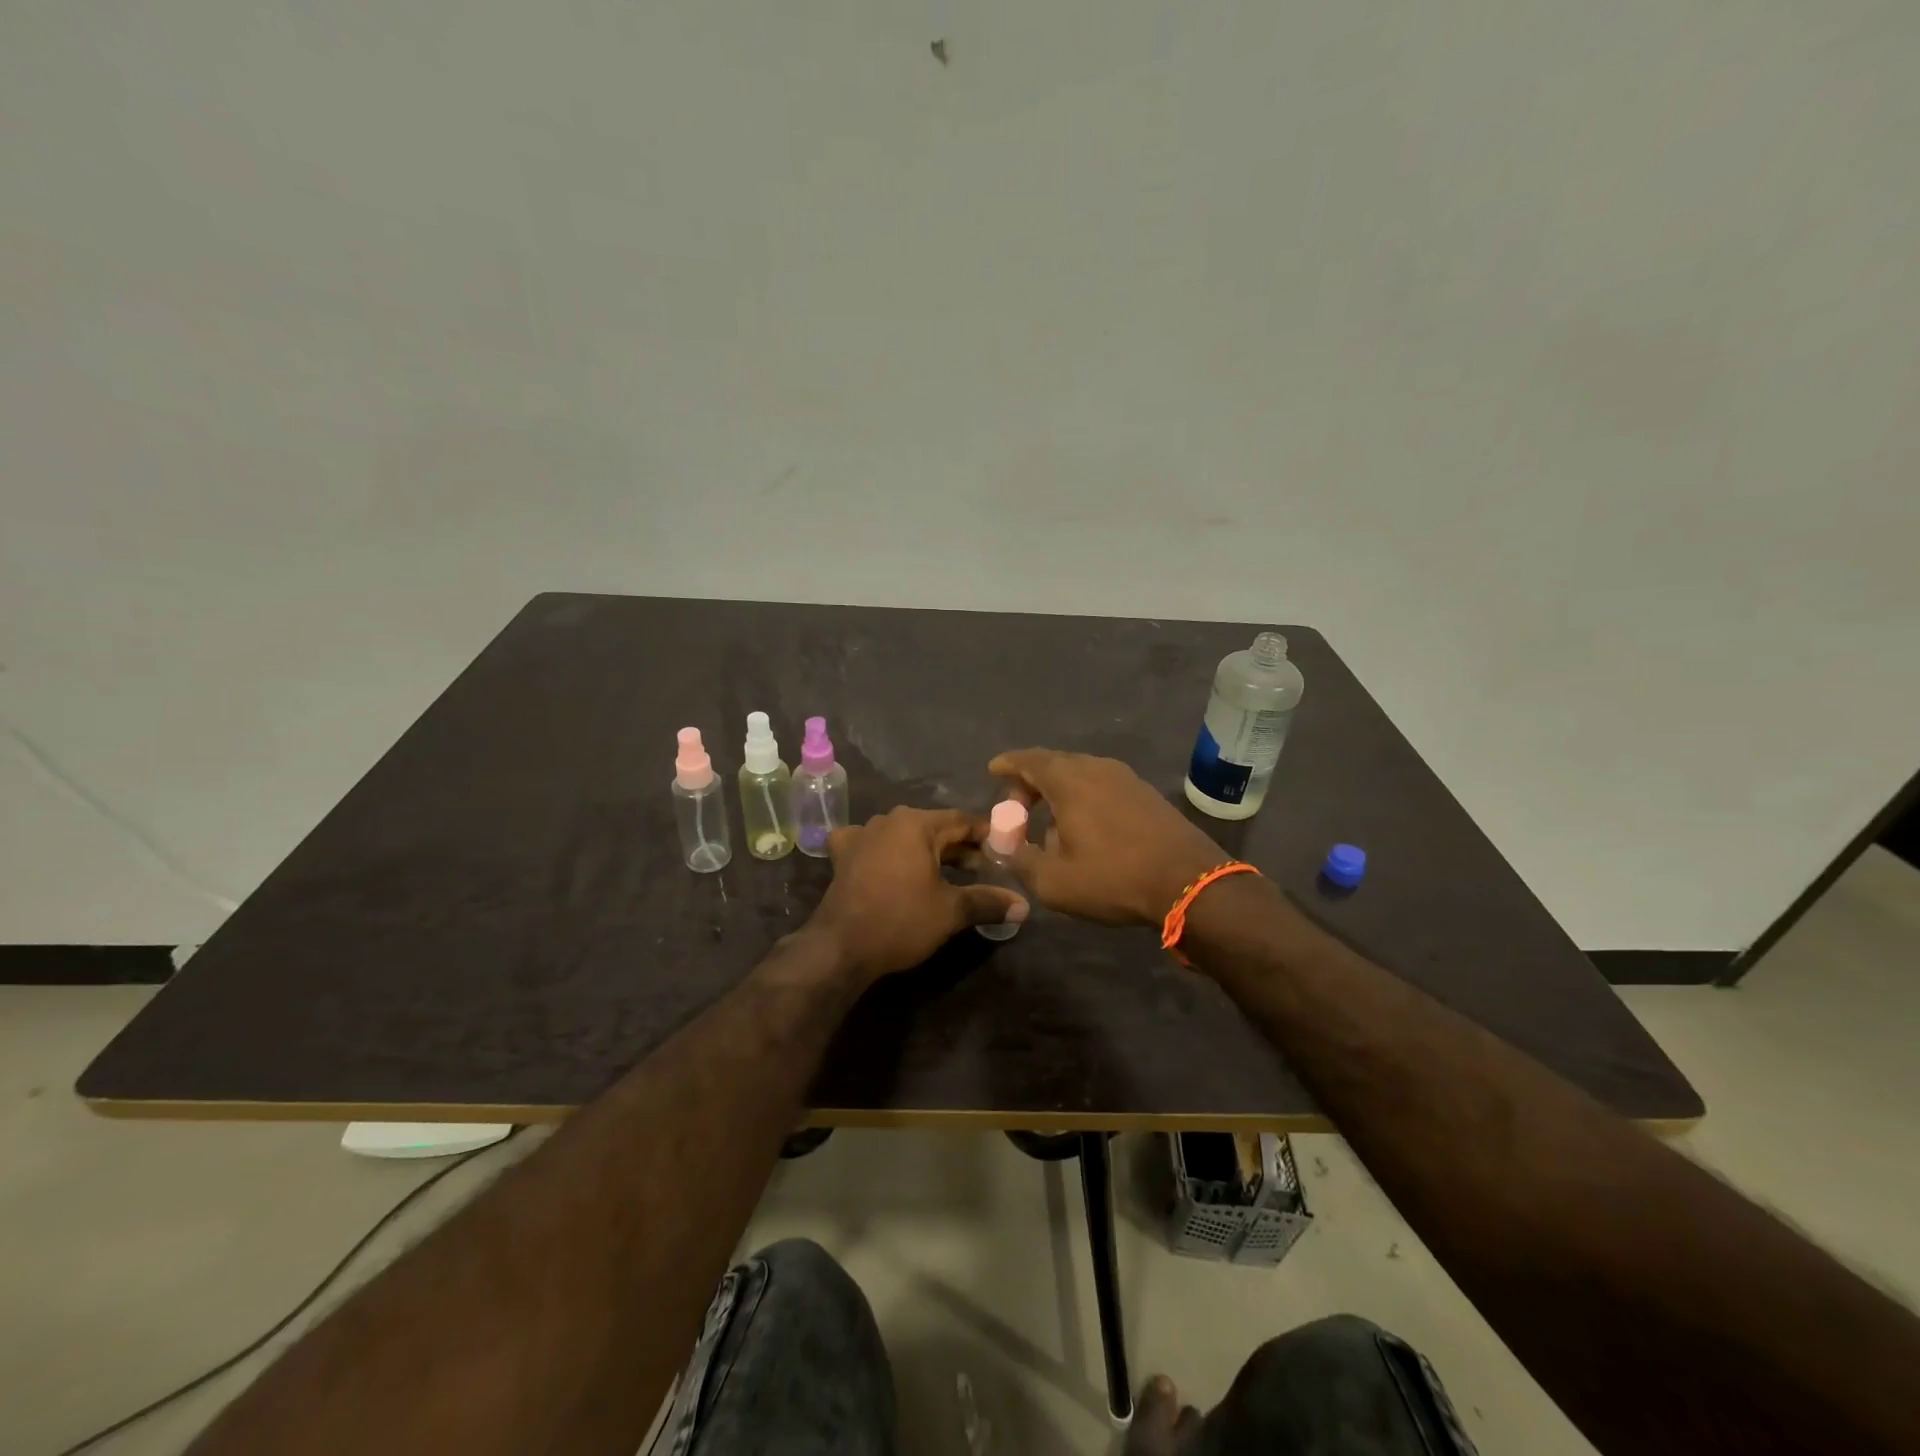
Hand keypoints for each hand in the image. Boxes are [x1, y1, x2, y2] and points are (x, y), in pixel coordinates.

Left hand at [809, 807, 1027, 981]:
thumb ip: (988, 901)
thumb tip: (1024, 906)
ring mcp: (861, 835)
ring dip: (927, 852)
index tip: (1006, 849)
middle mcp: (888, 820)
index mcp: (916, 823)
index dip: (987, 835)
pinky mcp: (843, 855)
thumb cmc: (901, 920)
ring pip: (905, 837)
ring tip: (949, 873)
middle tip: (985, 869)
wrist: (841, 946)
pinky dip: (887, 853)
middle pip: (934, 828)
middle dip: (960, 848)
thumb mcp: (951, 911)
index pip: (962, 820)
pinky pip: (872, 845)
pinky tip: (890, 865)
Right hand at [988, 749, 1227, 926]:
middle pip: (1053, 764)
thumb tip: (1006, 847)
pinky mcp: (1145, 793)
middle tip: (1016, 809)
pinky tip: (1084, 828)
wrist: (1189, 882)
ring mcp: (1125, 777)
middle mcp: (1095, 767)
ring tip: (1048, 823)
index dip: (1007, 765)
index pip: (1027, 760)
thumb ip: (1020, 859)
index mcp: (1068, 779)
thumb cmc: (1113, 877)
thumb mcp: (1053, 880)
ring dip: (1058, 792)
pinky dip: (1082, 798)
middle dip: (1030, 783)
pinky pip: (1101, 785)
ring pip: (1079, 774)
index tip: (993, 771)